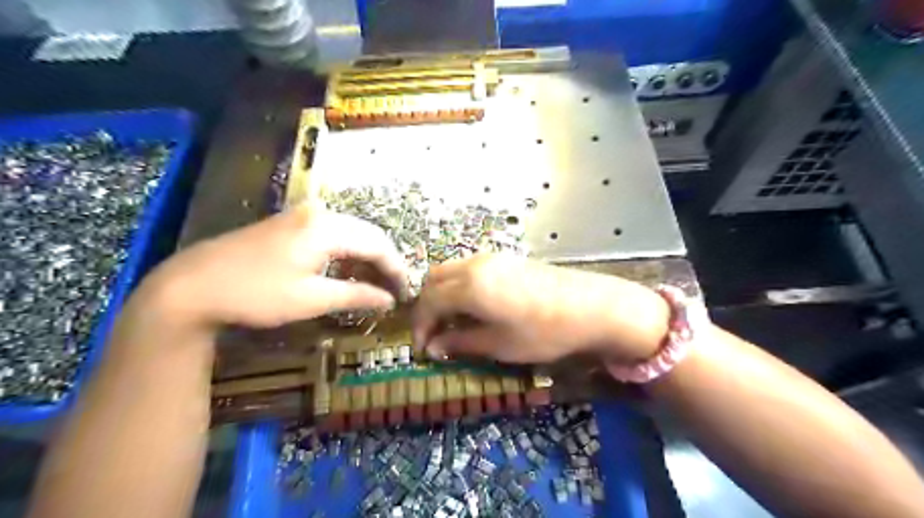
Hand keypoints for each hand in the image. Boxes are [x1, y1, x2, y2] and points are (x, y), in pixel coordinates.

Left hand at [137, 204, 406, 329]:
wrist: (191, 285)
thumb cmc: (255, 294)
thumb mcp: (310, 299)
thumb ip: (356, 295)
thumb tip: (390, 300)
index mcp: (327, 228)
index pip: (378, 245)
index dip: (396, 269)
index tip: (407, 292)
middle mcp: (319, 212)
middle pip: (367, 235)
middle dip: (384, 263)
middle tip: (395, 290)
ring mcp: (302, 214)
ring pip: (351, 234)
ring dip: (366, 258)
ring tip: (375, 285)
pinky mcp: (290, 222)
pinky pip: (332, 234)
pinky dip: (346, 254)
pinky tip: (347, 272)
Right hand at [416, 254, 667, 364]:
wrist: (592, 307)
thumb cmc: (543, 331)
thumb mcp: (499, 344)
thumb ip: (461, 342)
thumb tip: (434, 347)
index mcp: (469, 286)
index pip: (429, 302)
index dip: (420, 326)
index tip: (422, 349)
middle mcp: (475, 265)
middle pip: (434, 279)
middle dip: (428, 306)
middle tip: (434, 333)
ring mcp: (492, 258)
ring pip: (452, 271)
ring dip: (444, 295)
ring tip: (453, 322)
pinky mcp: (507, 259)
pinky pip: (470, 269)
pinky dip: (461, 286)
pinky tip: (474, 307)